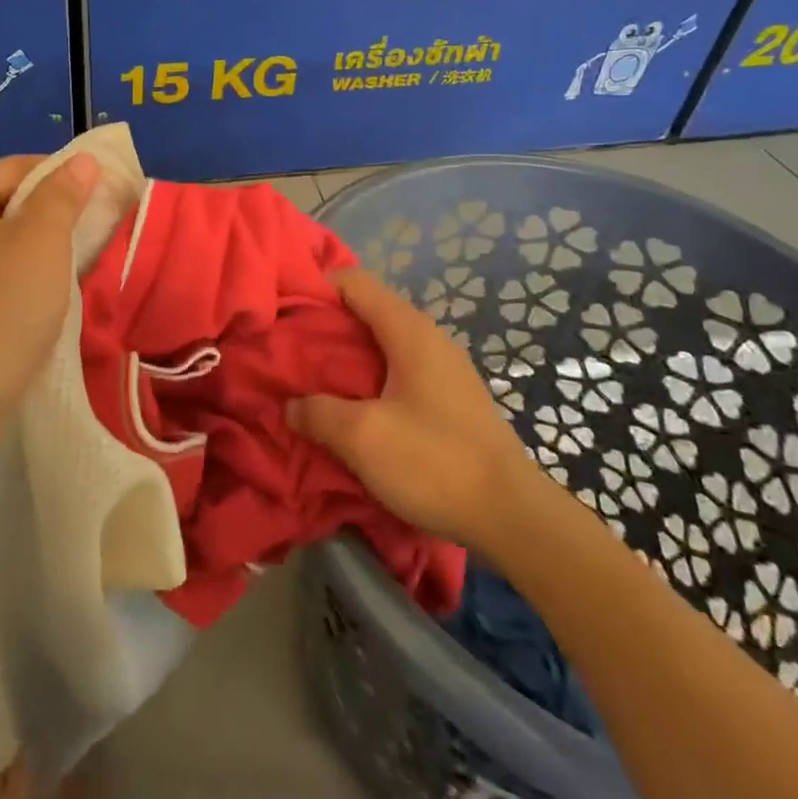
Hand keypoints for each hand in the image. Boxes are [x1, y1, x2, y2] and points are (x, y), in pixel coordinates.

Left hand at [0, 153, 98, 471]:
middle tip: (97, 242)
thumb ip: (63, 195)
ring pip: (3, 244)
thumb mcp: (39, 245)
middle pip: (10, 204)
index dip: (69, 180)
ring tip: (77, 275)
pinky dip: (20, 284)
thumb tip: (82, 159)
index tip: (110, 203)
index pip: (20, 167)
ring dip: (42, 256)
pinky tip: (44, 306)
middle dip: (56, 221)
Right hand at [288, 268, 532, 546]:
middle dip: (327, 324)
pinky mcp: (452, 397)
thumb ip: (318, 413)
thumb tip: (292, 405)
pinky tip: (355, 406)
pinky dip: (371, 375)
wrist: (512, 516)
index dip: (317, 287)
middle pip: (369, 309)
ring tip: (315, 378)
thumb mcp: (362, 437)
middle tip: (291, 348)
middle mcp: (429, 337)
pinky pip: (400, 368)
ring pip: (384, 342)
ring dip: (348, 354)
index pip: (355, 282)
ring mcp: (445, 367)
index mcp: (408, 330)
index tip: (285, 311)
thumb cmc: (434, 462)